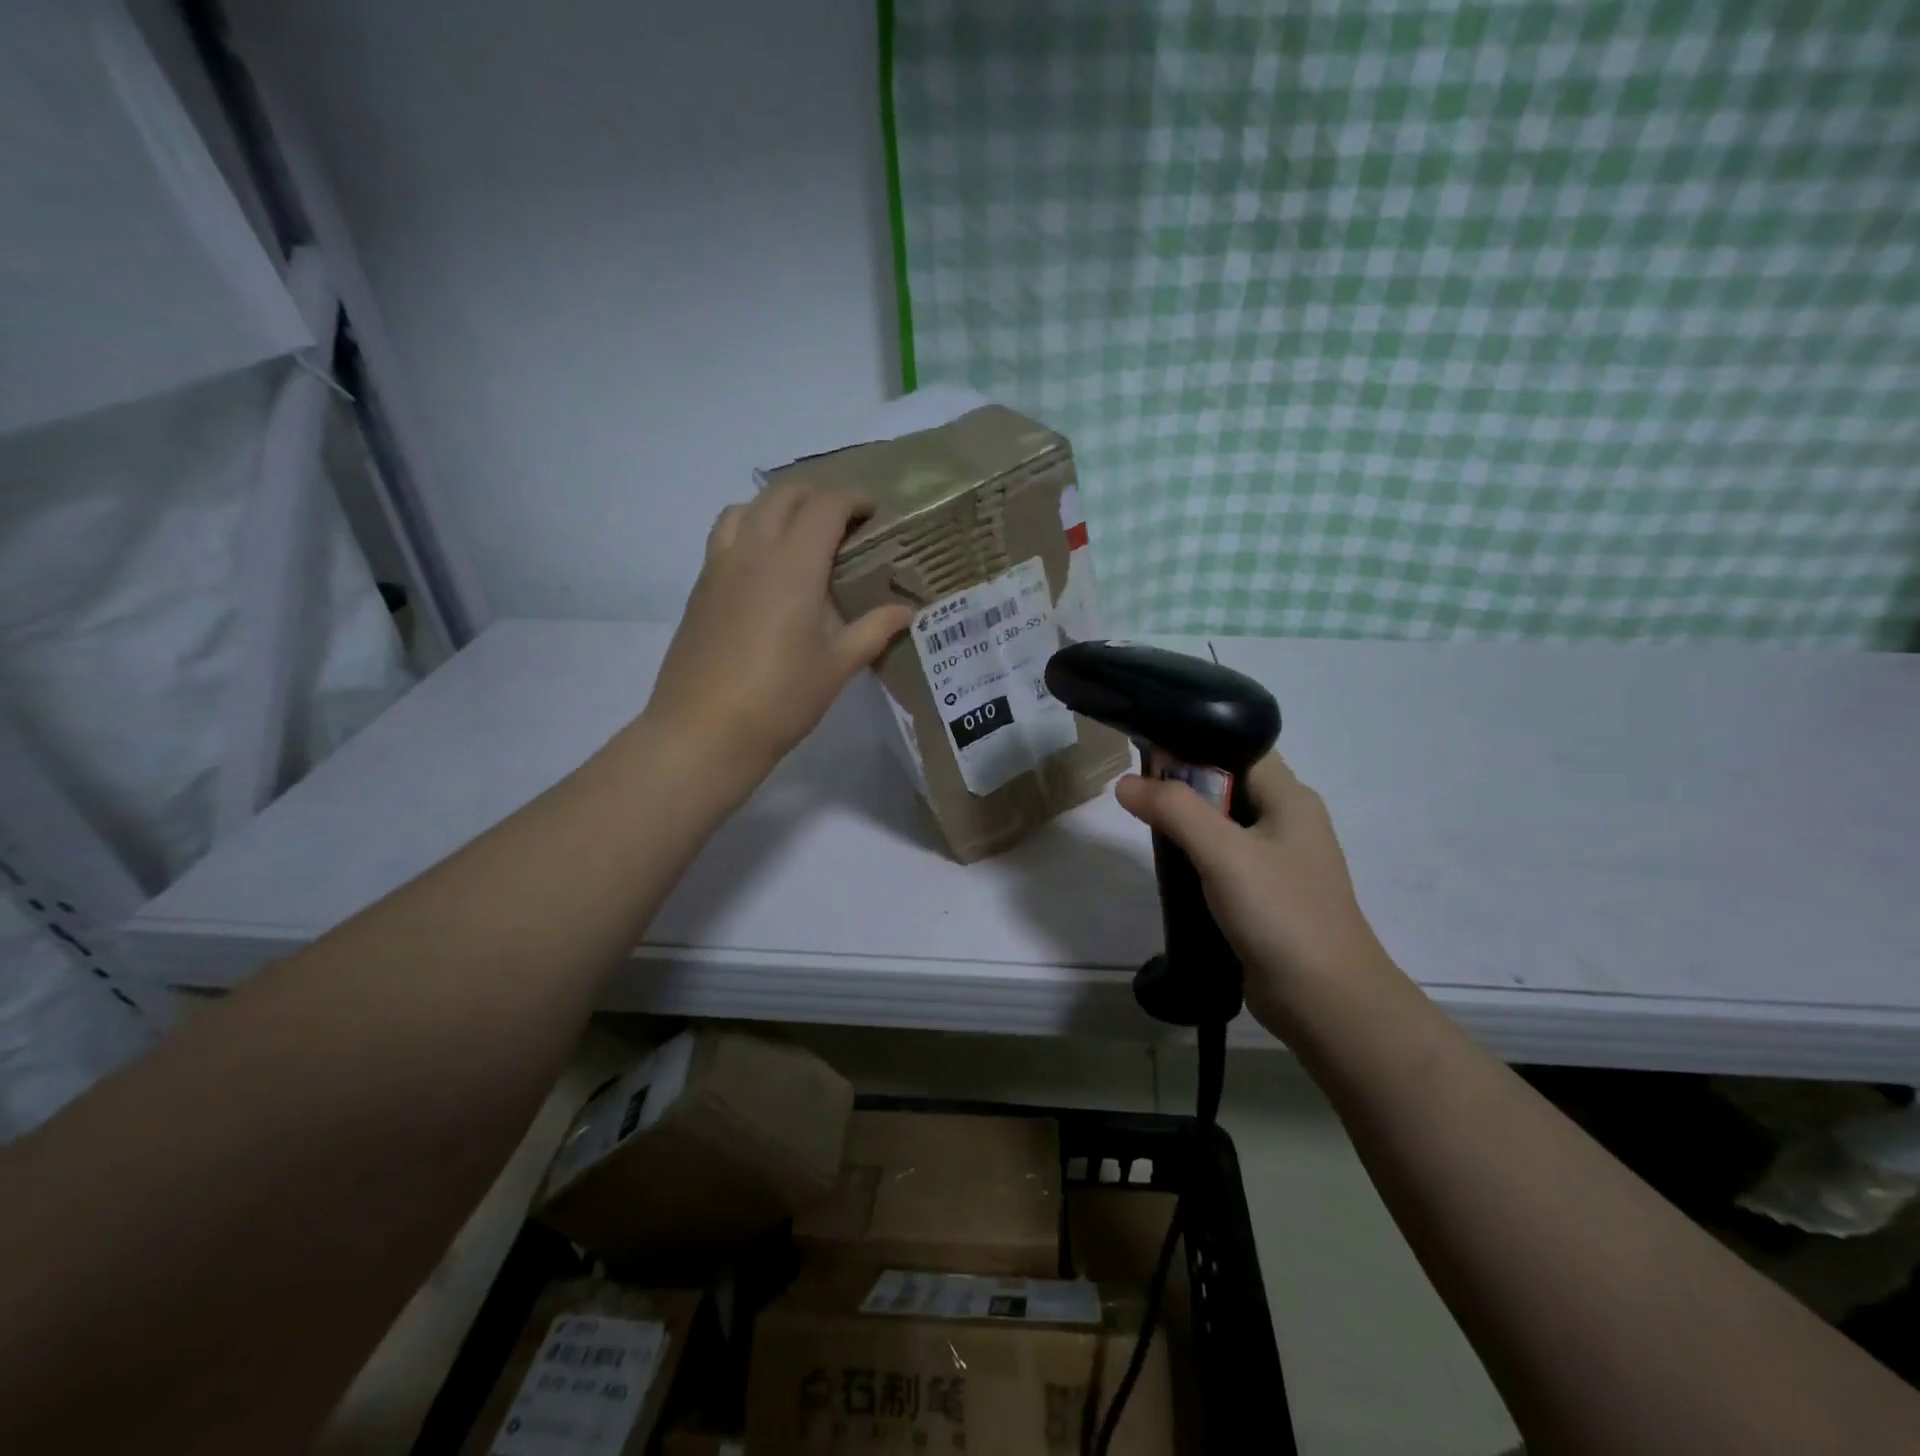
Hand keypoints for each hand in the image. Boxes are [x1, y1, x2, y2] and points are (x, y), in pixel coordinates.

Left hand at [643, 484, 912, 790]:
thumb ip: (874, 630)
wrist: (704, 731)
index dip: (852, 499)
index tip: (873, 512)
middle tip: (844, 523)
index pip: (825, 506)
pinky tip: (765, 569)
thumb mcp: (838, 666)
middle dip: (818, 496)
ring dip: (777, 508)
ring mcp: (720, 567)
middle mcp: (753, 551)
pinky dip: (750, 529)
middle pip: (783, 495)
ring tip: (799, 537)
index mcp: (793, 565)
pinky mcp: (700, 588)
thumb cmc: (781, 698)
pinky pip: (725, 536)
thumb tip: (906, 612)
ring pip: (746, 508)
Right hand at [1115, 754, 1394, 1030]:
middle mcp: (1287, 822)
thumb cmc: (1281, 914)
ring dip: (1185, 825)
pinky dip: (1194, 858)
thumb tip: (1125, 783)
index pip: (1239, 748)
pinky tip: (1168, 868)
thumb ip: (1175, 810)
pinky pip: (1222, 861)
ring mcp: (1277, 862)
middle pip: (1227, 785)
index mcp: (1290, 799)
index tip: (1147, 755)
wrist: (1326, 1003)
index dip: (1194, 744)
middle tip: (1137, 794)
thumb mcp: (1224, 853)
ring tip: (1144, 827)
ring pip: (1222, 826)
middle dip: (1182, 786)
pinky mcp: (1264, 897)